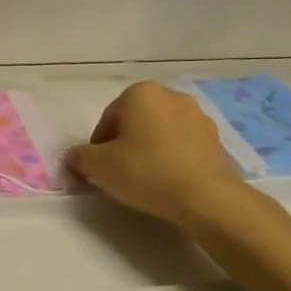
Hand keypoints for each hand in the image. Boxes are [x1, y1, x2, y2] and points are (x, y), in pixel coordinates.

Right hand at [66, 81, 253, 229]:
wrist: (206, 197)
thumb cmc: (147, 172)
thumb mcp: (99, 166)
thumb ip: (80, 157)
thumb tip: (75, 156)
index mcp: (140, 92)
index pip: (108, 120)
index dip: (99, 147)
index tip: (101, 170)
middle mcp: (170, 95)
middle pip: (135, 121)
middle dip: (126, 144)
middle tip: (122, 174)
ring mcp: (197, 115)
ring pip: (160, 131)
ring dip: (151, 149)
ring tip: (148, 179)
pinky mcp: (215, 137)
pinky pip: (183, 144)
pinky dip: (173, 157)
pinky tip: (170, 180)